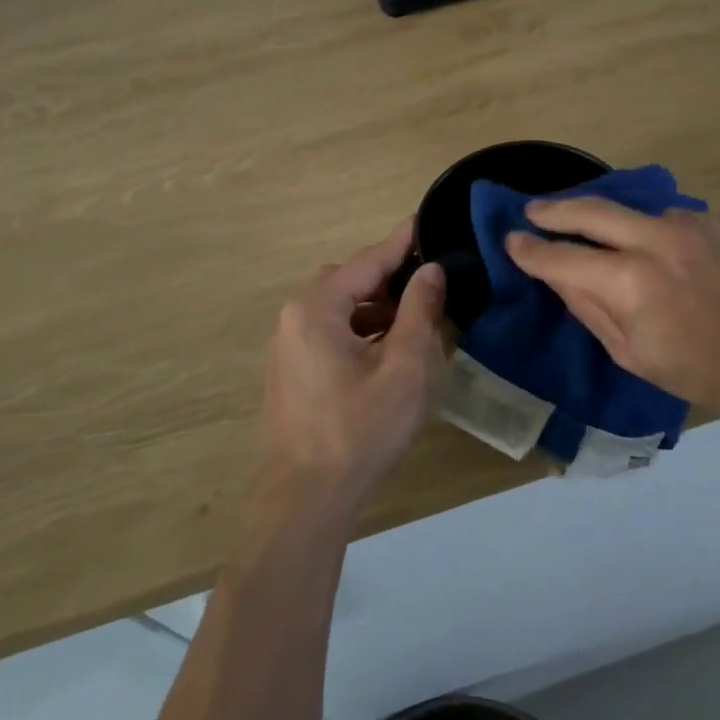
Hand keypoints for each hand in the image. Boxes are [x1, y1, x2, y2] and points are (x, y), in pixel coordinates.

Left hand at [256, 222, 448, 510]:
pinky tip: (388, 349)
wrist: (307, 498)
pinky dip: (360, 330)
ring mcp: (289, 345)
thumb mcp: (404, 367)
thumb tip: (430, 270)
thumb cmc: (360, 429)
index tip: (427, 220)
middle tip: (430, 283)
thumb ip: (419, 311)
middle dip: (390, 279)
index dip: (402, 242)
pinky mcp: (292, 370)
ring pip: (340, 307)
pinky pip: (330, 331)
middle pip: (350, 281)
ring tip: (416, 320)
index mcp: (316, 308)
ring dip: (376, 307)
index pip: (367, 261)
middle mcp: (294, 317)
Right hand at [505, 200, 719, 430]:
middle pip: (590, 210)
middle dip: (554, 210)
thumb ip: (588, 306)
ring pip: (629, 207)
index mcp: (632, 282)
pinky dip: (642, 224)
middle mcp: (657, 239)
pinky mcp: (714, 218)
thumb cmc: (701, 372)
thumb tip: (555, 273)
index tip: (512, 241)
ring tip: (582, 222)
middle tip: (532, 211)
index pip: (563, 257)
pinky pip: (663, 215)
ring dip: (601, 214)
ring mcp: (689, 223)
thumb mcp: (631, 353)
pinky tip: (641, 239)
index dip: (532, 250)